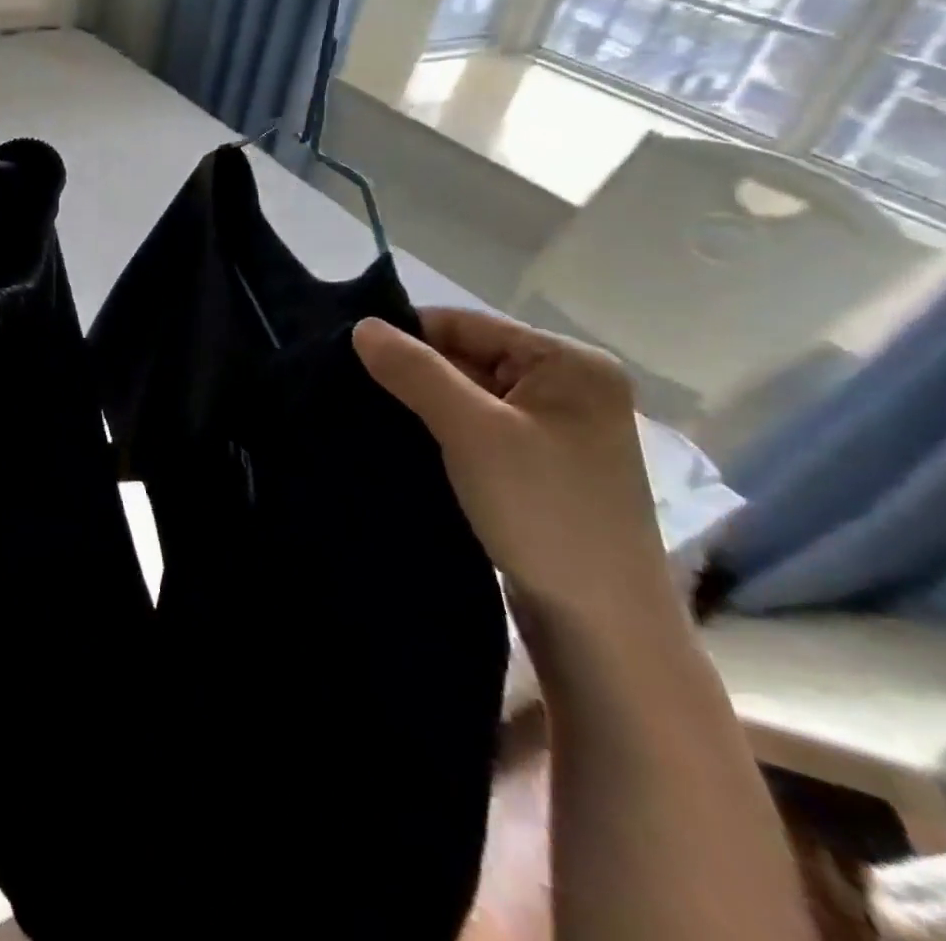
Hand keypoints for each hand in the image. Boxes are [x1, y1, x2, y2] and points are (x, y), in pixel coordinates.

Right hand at [352, 307, 671, 636]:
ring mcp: (555, 428)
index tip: (348, 355)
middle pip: (466, 357)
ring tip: (367, 412)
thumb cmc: (543, 511)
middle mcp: (568, 386)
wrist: (600, 624)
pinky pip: (475, 427)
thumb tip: (362, 326)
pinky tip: (402, 440)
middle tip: (350, 386)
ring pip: (466, 394)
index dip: (406, 334)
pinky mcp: (538, 464)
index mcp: (570, 363)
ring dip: (421, 403)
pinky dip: (438, 430)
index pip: (465, 324)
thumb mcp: (473, 430)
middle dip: (412, 371)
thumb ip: (416, 370)